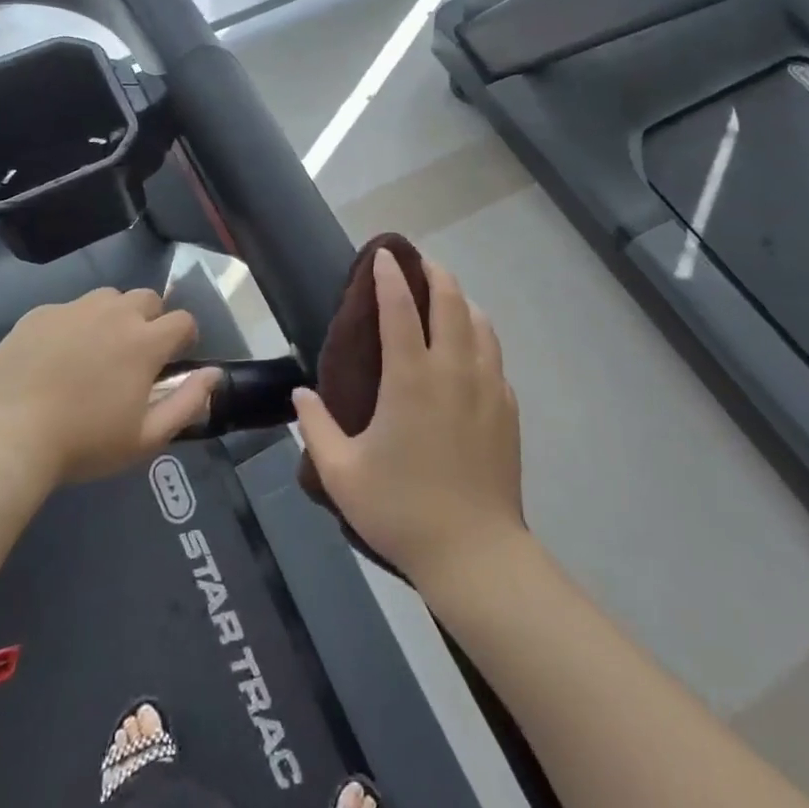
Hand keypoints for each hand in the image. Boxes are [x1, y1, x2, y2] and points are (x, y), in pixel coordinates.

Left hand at [0, 288, 215, 488]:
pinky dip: (71, 325)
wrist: (6, 439)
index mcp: (145, 341)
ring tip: (94, 352)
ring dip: (112, 317)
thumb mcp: (146, 437)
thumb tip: (214, 374)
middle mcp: (114, 313)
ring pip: (107, 298)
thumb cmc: (84, 443)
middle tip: (132, 355)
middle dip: (149, 320)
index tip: (171, 360)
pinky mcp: (38, 314)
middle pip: (147, 298)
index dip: (184, 338)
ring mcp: (73, 309)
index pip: (183, 320)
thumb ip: (188, 402)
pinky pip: (67, 309)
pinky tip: (55, 357)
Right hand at [292, 252, 525, 585]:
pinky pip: (495, 356)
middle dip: (435, 273)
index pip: (400, 308)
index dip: (390, 276)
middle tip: (419, 263)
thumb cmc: (401, 509)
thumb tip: (301, 394)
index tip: (383, 254)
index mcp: (410, 378)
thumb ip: (315, 428)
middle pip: (451, 302)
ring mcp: (487, 387)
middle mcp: (453, 370)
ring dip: (462, 301)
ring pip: (481, 324)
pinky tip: (471, 351)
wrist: (474, 553)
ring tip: (447, 298)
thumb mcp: (341, 473)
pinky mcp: (507, 409)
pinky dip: (481, 337)